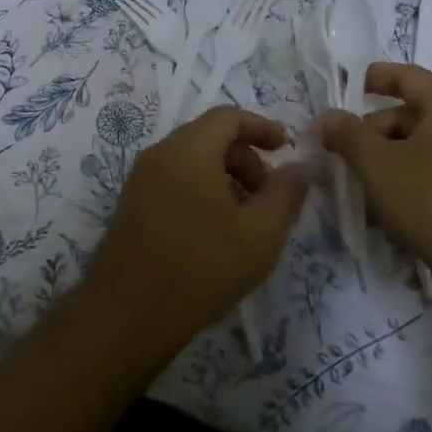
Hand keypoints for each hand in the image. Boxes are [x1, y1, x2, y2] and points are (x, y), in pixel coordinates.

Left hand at [84, 107, 308, 359]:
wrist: (127, 314)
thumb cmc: (201, 267)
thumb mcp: (260, 232)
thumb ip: (286, 191)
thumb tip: (304, 163)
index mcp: (188, 149)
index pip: (228, 116)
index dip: (262, 127)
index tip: (287, 148)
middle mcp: (159, 154)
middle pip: (210, 137)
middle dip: (246, 159)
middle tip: (270, 198)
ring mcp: (140, 180)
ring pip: (192, 162)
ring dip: (225, 178)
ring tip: (247, 221)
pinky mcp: (132, 205)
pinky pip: (174, 181)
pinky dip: (202, 192)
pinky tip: (216, 233)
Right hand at [320, 63, 431, 282]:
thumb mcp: (379, 165)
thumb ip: (348, 135)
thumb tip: (328, 116)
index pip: (407, 76)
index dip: (376, 77)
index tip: (348, 88)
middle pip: (407, 117)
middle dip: (368, 135)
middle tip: (337, 157)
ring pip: (415, 153)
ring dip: (381, 166)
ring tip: (353, 192)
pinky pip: (429, 180)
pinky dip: (402, 188)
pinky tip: (380, 217)